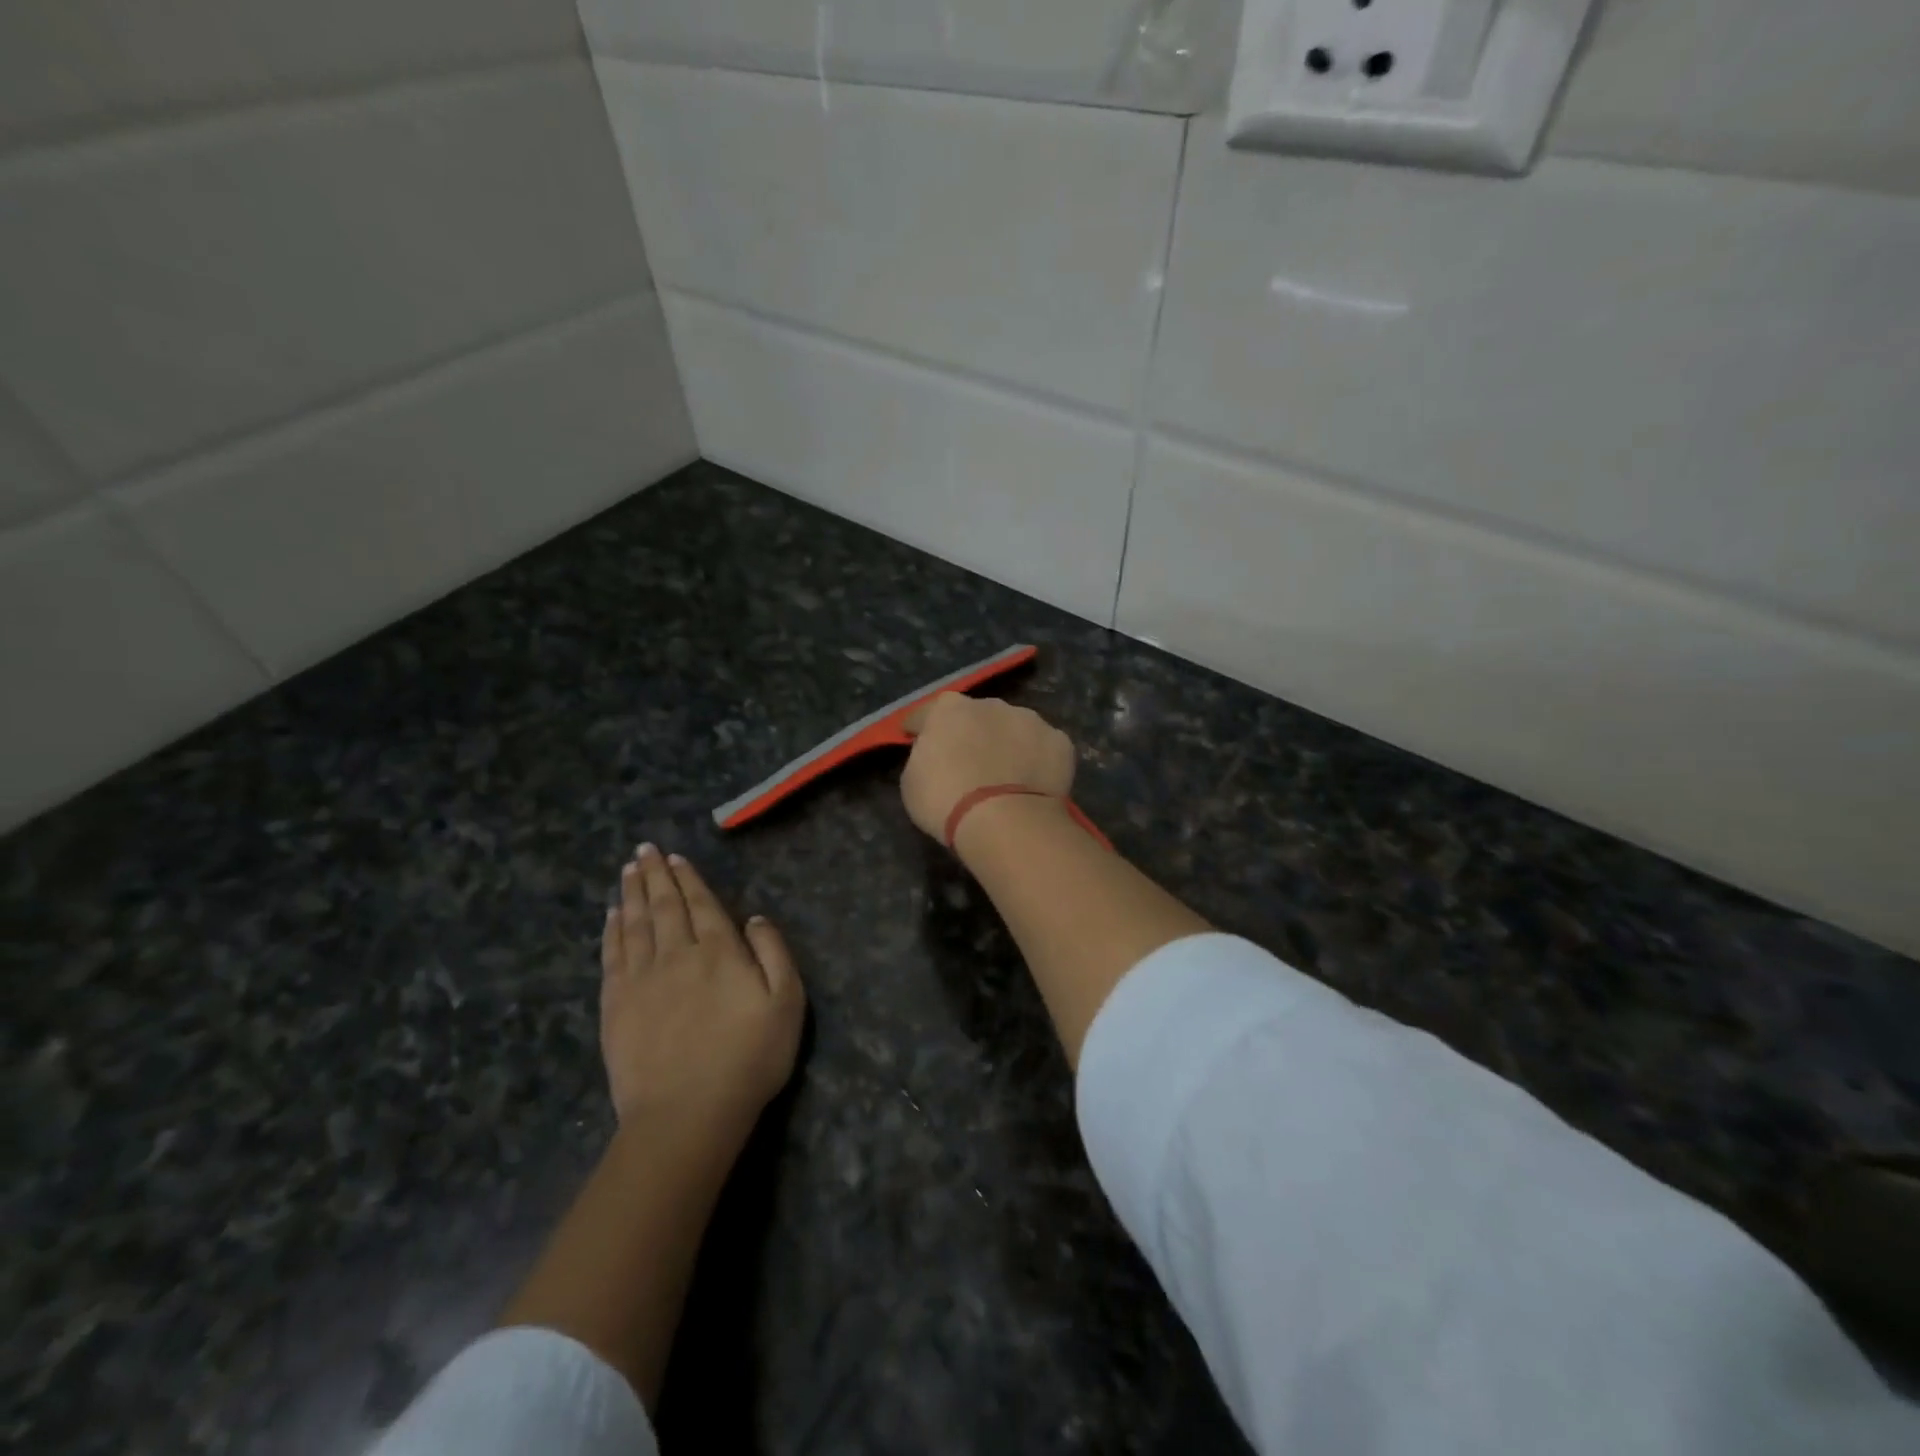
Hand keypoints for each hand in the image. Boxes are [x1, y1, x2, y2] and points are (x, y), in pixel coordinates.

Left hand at [600, 844, 805, 1131]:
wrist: (687, 1113)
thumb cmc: (748, 1058)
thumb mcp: (786, 1003)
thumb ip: (774, 953)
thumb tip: (755, 918)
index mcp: (718, 951)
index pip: (701, 904)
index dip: (687, 879)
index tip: (674, 857)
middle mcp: (676, 953)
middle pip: (663, 906)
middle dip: (654, 875)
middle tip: (644, 849)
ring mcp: (641, 979)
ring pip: (634, 924)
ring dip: (631, 894)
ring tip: (628, 870)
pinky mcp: (616, 1005)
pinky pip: (613, 955)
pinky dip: (611, 931)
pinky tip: (611, 916)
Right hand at [900, 692, 1075, 842]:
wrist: (1004, 821)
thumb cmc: (945, 801)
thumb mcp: (912, 781)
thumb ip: (924, 757)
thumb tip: (936, 754)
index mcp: (948, 708)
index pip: (927, 713)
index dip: (920, 728)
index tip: (916, 740)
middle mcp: (991, 704)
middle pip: (977, 717)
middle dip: (972, 735)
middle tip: (970, 765)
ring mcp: (1030, 720)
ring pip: (1014, 729)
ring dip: (1008, 745)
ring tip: (1008, 777)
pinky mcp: (1059, 742)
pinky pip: (1043, 749)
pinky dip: (1038, 762)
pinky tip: (1034, 785)